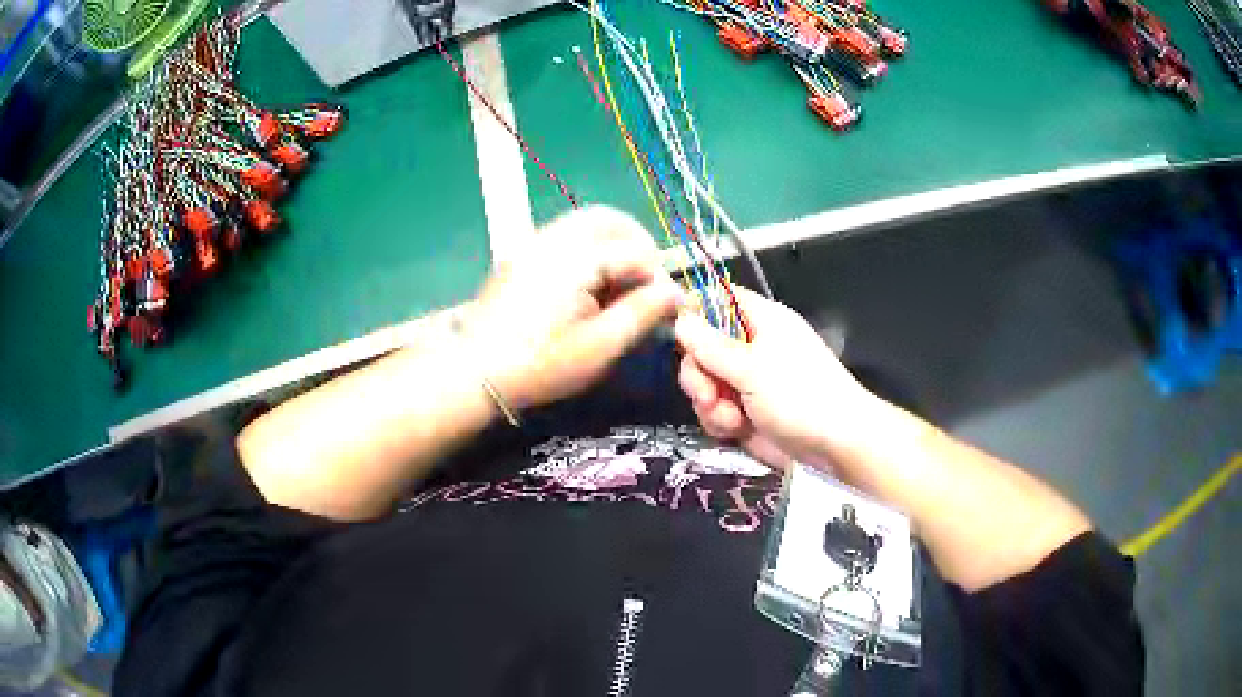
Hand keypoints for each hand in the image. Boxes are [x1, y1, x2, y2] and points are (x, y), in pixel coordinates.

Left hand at [463, 206, 682, 410]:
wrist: (475, 372)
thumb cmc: (541, 365)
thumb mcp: (600, 347)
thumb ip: (642, 313)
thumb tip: (675, 293)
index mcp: (577, 258)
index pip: (636, 252)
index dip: (658, 279)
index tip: (666, 310)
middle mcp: (554, 238)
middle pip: (609, 219)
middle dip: (637, 245)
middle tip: (647, 283)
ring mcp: (533, 243)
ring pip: (586, 224)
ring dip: (612, 245)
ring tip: (620, 287)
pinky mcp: (520, 256)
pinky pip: (564, 236)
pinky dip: (588, 250)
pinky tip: (588, 287)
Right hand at [674, 287, 872, 469]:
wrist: (836, 446)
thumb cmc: (801, 395)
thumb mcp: (752, 368)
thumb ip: (711, 346)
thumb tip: (680, 319)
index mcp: (760, 321)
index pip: (717, 300)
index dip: (693, 311)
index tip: (674, 333)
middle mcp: (751, 347)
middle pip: (702, 347)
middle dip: (698, 373)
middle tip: (706, 393)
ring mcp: (748, 381)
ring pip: (705, 382)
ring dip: (709, 402)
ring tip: (729, 418)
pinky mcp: (746, 412)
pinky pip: (715, 409)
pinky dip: (719, 420)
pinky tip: (734, 430)